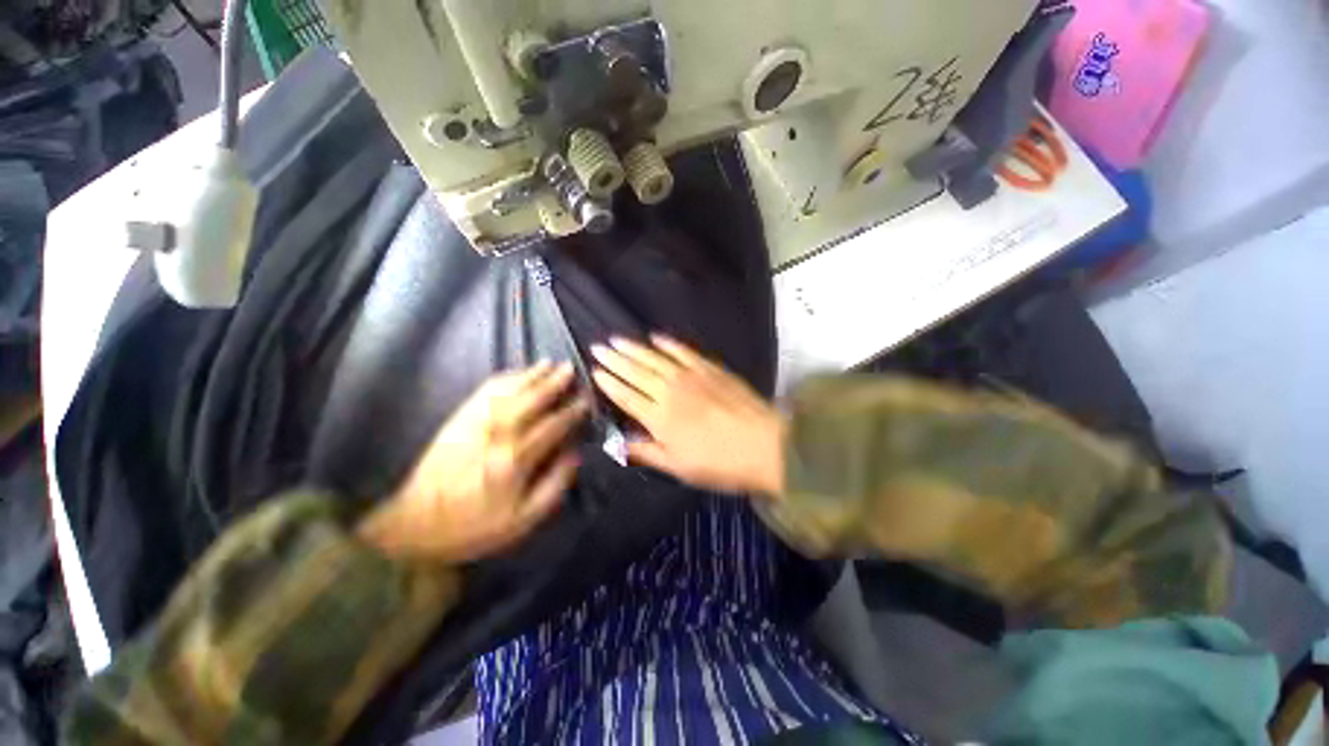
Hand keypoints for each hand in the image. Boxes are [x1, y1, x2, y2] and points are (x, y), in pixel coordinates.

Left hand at [359, 362, 588, 562]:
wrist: (416, 523)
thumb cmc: (475, 525)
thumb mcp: (524, 518)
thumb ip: (555, 484)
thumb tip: (575, 453)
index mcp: (516, 458)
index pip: (553, 425)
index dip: (572, 411)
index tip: (586, 399)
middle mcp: (498, 432)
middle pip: (533, 399)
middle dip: (554, 382)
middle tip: (570, 368)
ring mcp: (476, 421)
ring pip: (510, 389)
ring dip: (532, 374)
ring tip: (549, 363)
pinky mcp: (459, 418)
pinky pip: (485, 390)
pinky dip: (504, 378)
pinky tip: (516, 373)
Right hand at [591, 336, 784, 495]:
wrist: (764, 444)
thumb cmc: (720, 463)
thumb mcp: (679, 467)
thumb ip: (646, 452)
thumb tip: (617, 445)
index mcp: (658, 417)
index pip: (626, 396)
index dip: (608, 383)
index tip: (594, 371)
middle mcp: (669, 391)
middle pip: (635, 372)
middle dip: (614, 359)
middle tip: (598, 347)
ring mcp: (690, 375)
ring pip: (654, 358)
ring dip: (634, 348)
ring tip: (617, 339)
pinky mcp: (709, 368)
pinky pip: (683, 351)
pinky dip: (668, 343)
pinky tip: (656, 337)